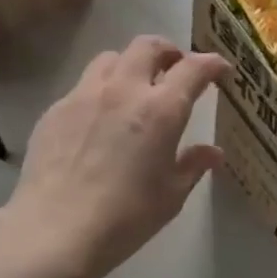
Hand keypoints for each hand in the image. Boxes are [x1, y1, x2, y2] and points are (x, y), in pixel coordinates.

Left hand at [6, 37, 230, 277]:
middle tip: (176, 69)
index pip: (193, 68)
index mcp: (161, 109)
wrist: (56, 230)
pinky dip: (101, 92)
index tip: (220, 70)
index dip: (211, 63)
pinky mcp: (55, 110)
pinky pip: (83, 86)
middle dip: (168, 52)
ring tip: (135, 87)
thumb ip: (193, 165)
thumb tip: (212, 152)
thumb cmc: (126, 216)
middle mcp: (123, 90)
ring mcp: (84, 96)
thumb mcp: (172, 195)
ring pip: (111, 59)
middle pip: (148, 47)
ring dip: (130, 65)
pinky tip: (100, 121)